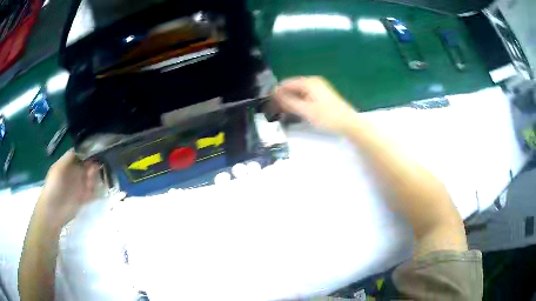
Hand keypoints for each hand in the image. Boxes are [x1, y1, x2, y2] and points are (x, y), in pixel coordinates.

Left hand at [37, 150, 99, 228]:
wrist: (53, 210)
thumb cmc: (53, 186)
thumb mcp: (59, 168)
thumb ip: (69, 158)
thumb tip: (81, 149)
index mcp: (68, 165)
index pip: (79, 156)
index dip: (86, 153)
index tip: (93, 152)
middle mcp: (74, 174)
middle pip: (86, 167)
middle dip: (92, 166)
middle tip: (94, 168)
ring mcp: (78, 187)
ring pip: (90, 179)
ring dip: (93, 179)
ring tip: (91, 182)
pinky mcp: (83, 199)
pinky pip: (92, 193)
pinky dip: (95, 192)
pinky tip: (93, 191)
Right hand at [273, 76, 357, 132]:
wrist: (349, 123)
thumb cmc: (327, 117)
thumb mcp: (306, 110)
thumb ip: (289, 101)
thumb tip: (274, 94)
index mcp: (309, 82)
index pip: (286, 83)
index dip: (276, 92)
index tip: (268, 103)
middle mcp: (313, 82)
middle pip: (293, 87)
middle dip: (283, 97)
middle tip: (275, 110)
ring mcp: (319, 88)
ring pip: (299, 92)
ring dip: (291, 100)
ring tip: (284, 112)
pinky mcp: (323, 95)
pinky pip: (306, 95)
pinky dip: (299, 102)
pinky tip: (297, 111)